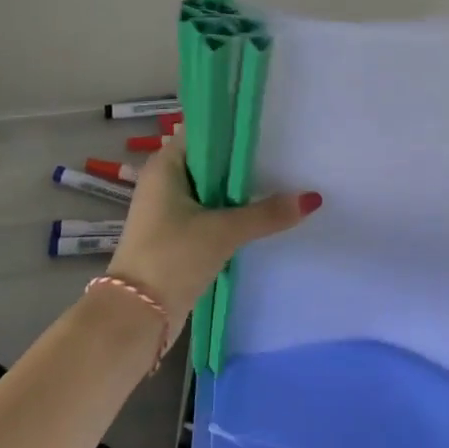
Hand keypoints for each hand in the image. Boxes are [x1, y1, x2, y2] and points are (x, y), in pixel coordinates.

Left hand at [108, 130, 320, 322]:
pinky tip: (260, 216)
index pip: (202, 131)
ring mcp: (168, 211)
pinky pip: (209, 214)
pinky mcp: (176, 237)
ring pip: (211, 191)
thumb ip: (267, 214)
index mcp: (165, 166)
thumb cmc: (171, 258)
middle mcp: (164, 182)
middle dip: (243, 162)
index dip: (233, 128)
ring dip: (238, 191)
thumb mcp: (223, 232)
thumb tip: (313, 198)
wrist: (135, 320)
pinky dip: (230, 214)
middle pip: (210, 162)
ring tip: (281, 182)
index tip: (269, 127)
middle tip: (284, 155)